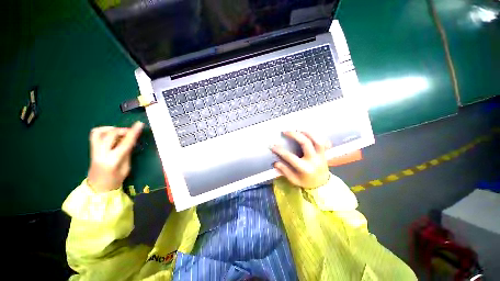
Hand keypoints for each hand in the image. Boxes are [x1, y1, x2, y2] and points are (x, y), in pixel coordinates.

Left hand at [87, 122, 143, 192]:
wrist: (97, 188)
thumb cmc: (115, 180)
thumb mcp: (126, 168)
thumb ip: (127, 153)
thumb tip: (131, 141)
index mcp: (112, 161)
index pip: (125, 143)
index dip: (133, 133)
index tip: (139, 124)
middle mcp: (101, 154)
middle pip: (111, 135)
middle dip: (123, 130)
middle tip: (131, 131)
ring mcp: (94, 151)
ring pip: (99, 132)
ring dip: (111, 129)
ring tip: (120, 132)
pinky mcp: (91, 149)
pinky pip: (95, 135)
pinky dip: (104, 131)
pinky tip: (111, 134)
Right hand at [271, 131, 331, 188]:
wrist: (322, 185)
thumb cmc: (306, 182)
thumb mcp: (294, 180)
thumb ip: (285, 171)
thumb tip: (275, 163)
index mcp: (305, 168)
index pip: (290, 157)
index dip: (280, 150)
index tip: (272, 146)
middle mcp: (313, 160)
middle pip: (305, 143)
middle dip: (295, 135)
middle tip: (286, 131)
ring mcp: (321, 156)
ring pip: (317, 140)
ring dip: (307, 133)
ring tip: (298, 129)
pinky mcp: (324, 154)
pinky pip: (324, 142)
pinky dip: (318, 136)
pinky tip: (310, 133)